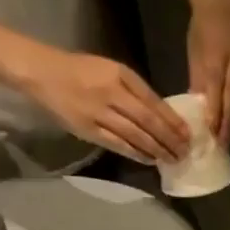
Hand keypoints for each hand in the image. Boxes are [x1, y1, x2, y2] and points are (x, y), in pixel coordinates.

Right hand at [14, 45, 188, 162]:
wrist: (42, 73)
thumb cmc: (81, 70)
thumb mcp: (113, 70)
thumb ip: (136, 90)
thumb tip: (163, 115)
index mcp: (121, 76)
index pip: (154, 102)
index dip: (173, 121)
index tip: (188, 135)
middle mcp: (112, 94)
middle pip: (148, 122)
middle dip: (170, 140)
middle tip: (185, 153)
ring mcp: (99, 114)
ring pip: (135, 136)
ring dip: (156, 150)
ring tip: (171, 159)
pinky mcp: (88, 130)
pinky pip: (117, 145)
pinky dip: (136, 154)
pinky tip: (149, 160)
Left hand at [187, 0, 229, 141]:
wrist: (222, 6)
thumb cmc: (202, 31)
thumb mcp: (194, 55)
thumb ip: (198, 81)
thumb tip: (197, 109)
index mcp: (217, 58)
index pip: (217, 91)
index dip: (216, 113)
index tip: (211, 132)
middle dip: (229, 122)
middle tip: (223, 142)